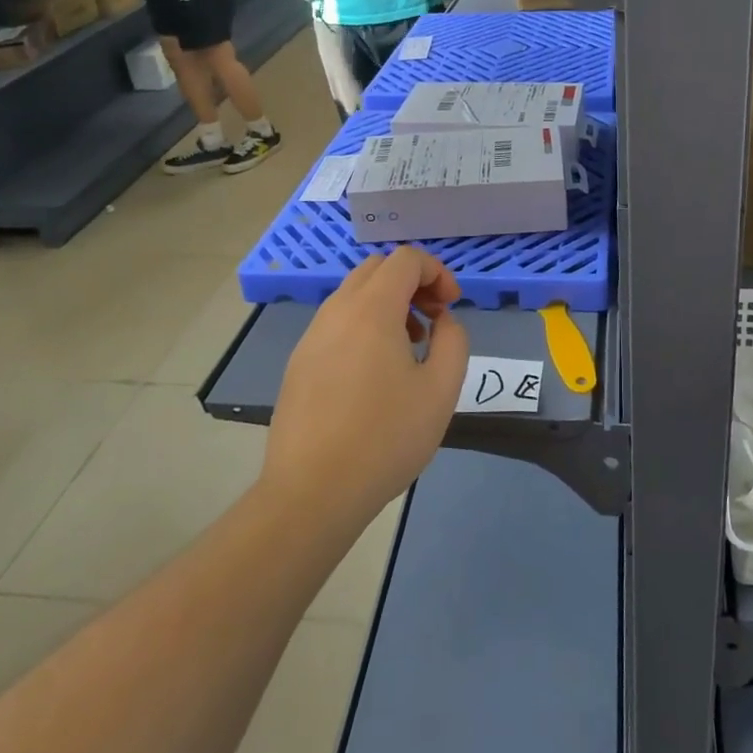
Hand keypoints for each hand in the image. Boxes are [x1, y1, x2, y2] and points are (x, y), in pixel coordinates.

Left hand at [263, 248, 469, 530]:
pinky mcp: (299, 363)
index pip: (406, 259)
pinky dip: (364, 326)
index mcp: (372, 309)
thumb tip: (441, 321)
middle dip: (412, 283)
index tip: (451, 306)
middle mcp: (337, 311)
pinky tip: (375, 374)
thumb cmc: (385, 439)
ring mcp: (312, 337)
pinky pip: (337, 323)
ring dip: (388, 304)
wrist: (311, 493)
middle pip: (377, 269)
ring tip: (409, 348)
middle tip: (433, 319)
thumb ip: (453, 340)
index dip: (437, 272)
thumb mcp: (441, 390)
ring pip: (354, 295)